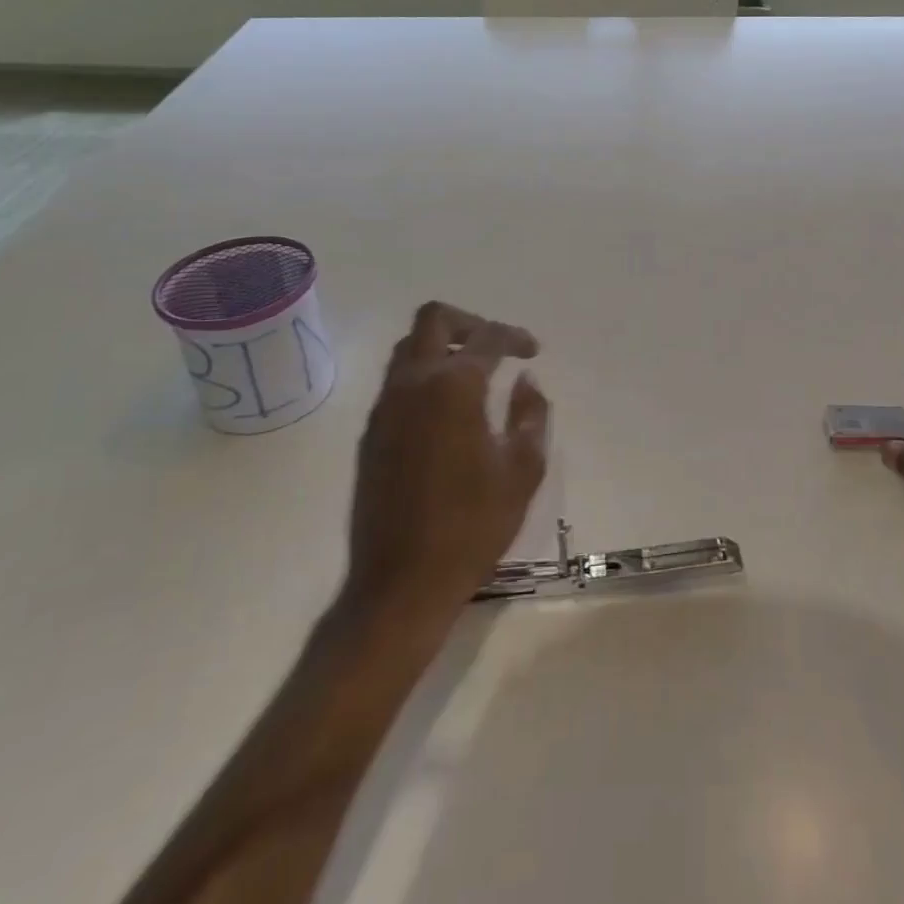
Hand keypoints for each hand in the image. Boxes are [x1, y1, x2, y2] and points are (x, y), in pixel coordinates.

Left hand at [339, 301, 548, 621]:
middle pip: (433, 320)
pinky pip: (397, 382)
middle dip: (469, 322)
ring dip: (443, 346)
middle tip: (496, 346)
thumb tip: (525, 382)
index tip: (533, 351)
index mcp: (453, 387)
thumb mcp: (522, 470)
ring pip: (409, 348)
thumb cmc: (472, 526)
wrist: (401, 584)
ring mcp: (384, 408)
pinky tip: (449, 409)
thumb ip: (530, 415)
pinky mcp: (370, 434)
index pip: (487, 337)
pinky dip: (425, 375)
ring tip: (475, 374)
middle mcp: (412, 385)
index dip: (515, 336)